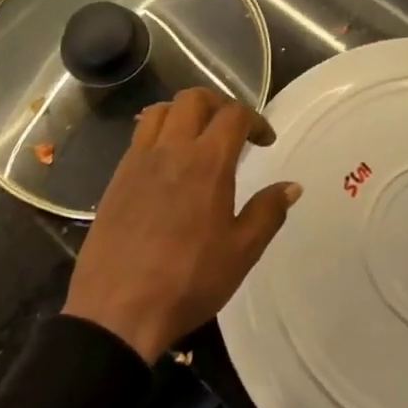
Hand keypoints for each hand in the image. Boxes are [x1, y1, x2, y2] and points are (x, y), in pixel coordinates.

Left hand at [64, 89, 301, 362]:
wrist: (117, 307)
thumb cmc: (188, 281)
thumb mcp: (241, 252)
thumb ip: (268, 212)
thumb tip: (291, 186)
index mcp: (206, 162)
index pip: (233, 115)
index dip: (255, 120)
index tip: (265, 141)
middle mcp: (170, 149)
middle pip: (193, 99)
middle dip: (219, 104)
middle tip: (233, 130)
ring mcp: (137, 160)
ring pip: (160, 111)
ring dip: (184, 112)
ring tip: (198, 137)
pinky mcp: (116, 177)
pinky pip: (139, 136)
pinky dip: (159, 132)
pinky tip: (167, 162)